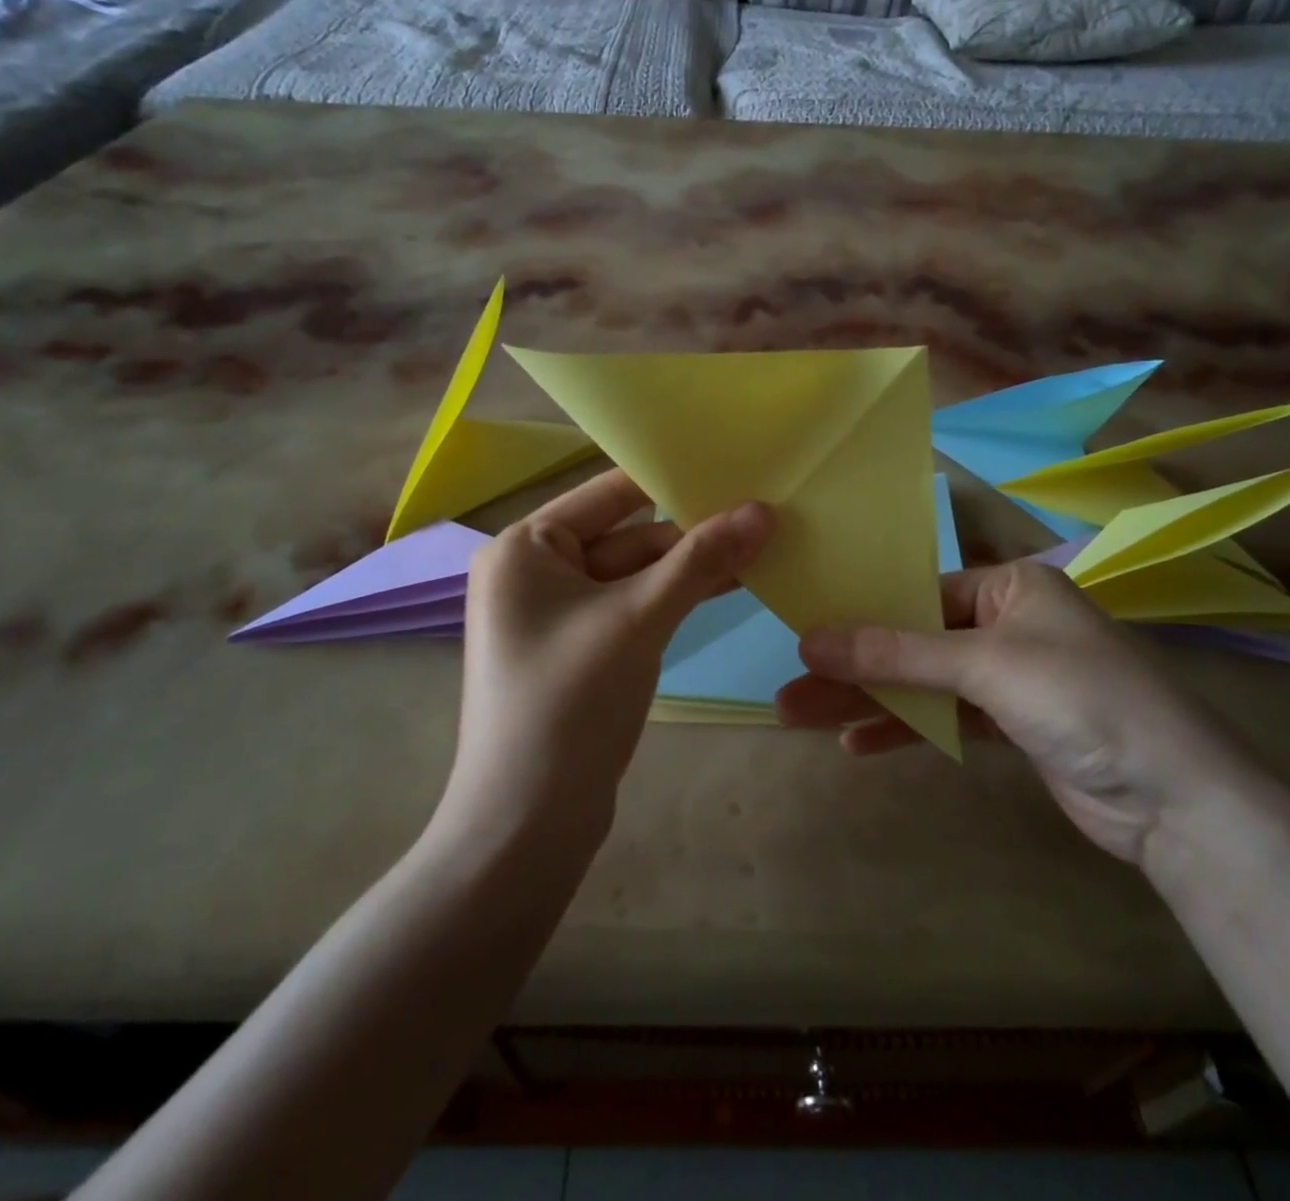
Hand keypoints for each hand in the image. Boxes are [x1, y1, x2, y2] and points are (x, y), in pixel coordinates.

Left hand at [454, 470, 773, 836]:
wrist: (527, 824)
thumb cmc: (569, 702)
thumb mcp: (639, 620)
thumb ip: (700, 561)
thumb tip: (763, 510)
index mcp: (525, 548)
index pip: (609, 493)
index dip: (670, 478)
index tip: (733, 465)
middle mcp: (534, 572)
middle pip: (627, 536)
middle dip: (690, 535)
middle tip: (763, 520)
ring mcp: (558, 615)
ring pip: (635, 576)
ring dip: (689, 569)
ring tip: (760, 552)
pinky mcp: (580, 651)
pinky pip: (632, 609)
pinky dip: (673, 601)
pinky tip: (726, 589)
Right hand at [776, 559, 1266, 863]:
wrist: (1176, 800)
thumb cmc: (1080, 699)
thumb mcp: (984, 665)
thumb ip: (897, 653)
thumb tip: (811, 639)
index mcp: (1011, 586)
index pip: (920, 591)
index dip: (862, 614)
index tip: (806, 634)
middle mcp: (1008, 623)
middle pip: (914, 641)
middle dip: (854, 666)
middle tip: (790, 687)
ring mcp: (1010, 677)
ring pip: (924, 682)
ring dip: (870, 701)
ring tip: (802, 717)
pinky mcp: (1012, 725)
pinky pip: (945, 717)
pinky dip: (906, 727)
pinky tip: (857, 742)